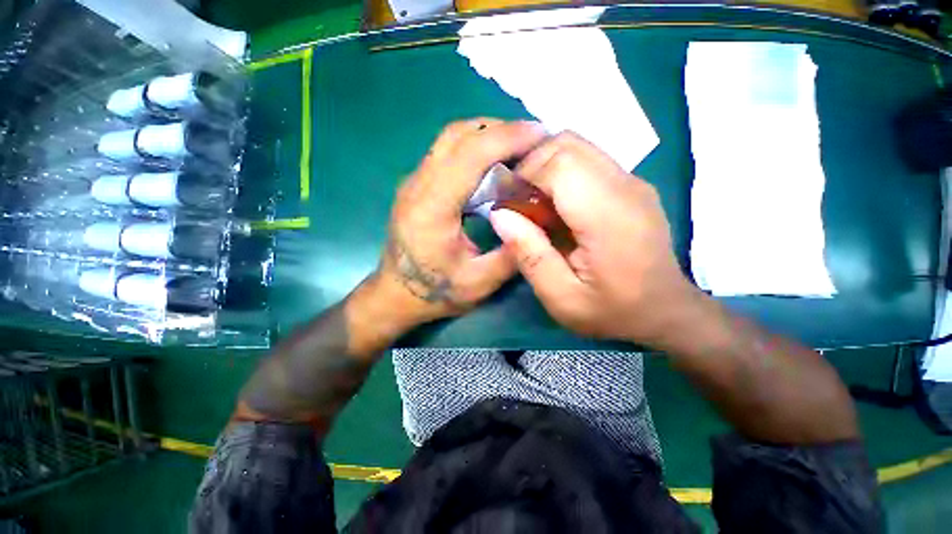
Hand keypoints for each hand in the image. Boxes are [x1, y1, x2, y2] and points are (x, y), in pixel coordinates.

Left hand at [372, 119, 547, 327]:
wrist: (394, 295)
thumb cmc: (434, 292)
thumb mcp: (479, 283)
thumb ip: (512, 256)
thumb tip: (539, 225)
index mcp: (432, 208)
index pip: (470, 155)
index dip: (508, 137)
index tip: (541, 134)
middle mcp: (418, 186)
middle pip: (457, 135)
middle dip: (500, 128)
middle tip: (533, 139)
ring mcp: (413, 182)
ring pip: (450, 139)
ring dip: (486, 135)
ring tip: (518, 148)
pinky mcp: (416, 186)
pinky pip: (446, 152)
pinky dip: (474, 148)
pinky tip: (493, 164)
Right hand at [489, 131, 697, 344]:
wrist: (665, 310)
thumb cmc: (612, 311)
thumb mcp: (561, 297)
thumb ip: (529, 255)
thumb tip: (500, 215)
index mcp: (607, 216)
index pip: (558, 163)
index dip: (524, 175)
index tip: (507, 203)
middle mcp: (625, 186)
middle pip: (567, 144)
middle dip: (531, 166)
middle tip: (518, 202)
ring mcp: (633, 181)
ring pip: (577, 147)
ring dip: (546, 168)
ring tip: (535, 204)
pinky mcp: (632, 184)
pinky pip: (588, 160)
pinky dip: (562, 173)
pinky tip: (558, 207)